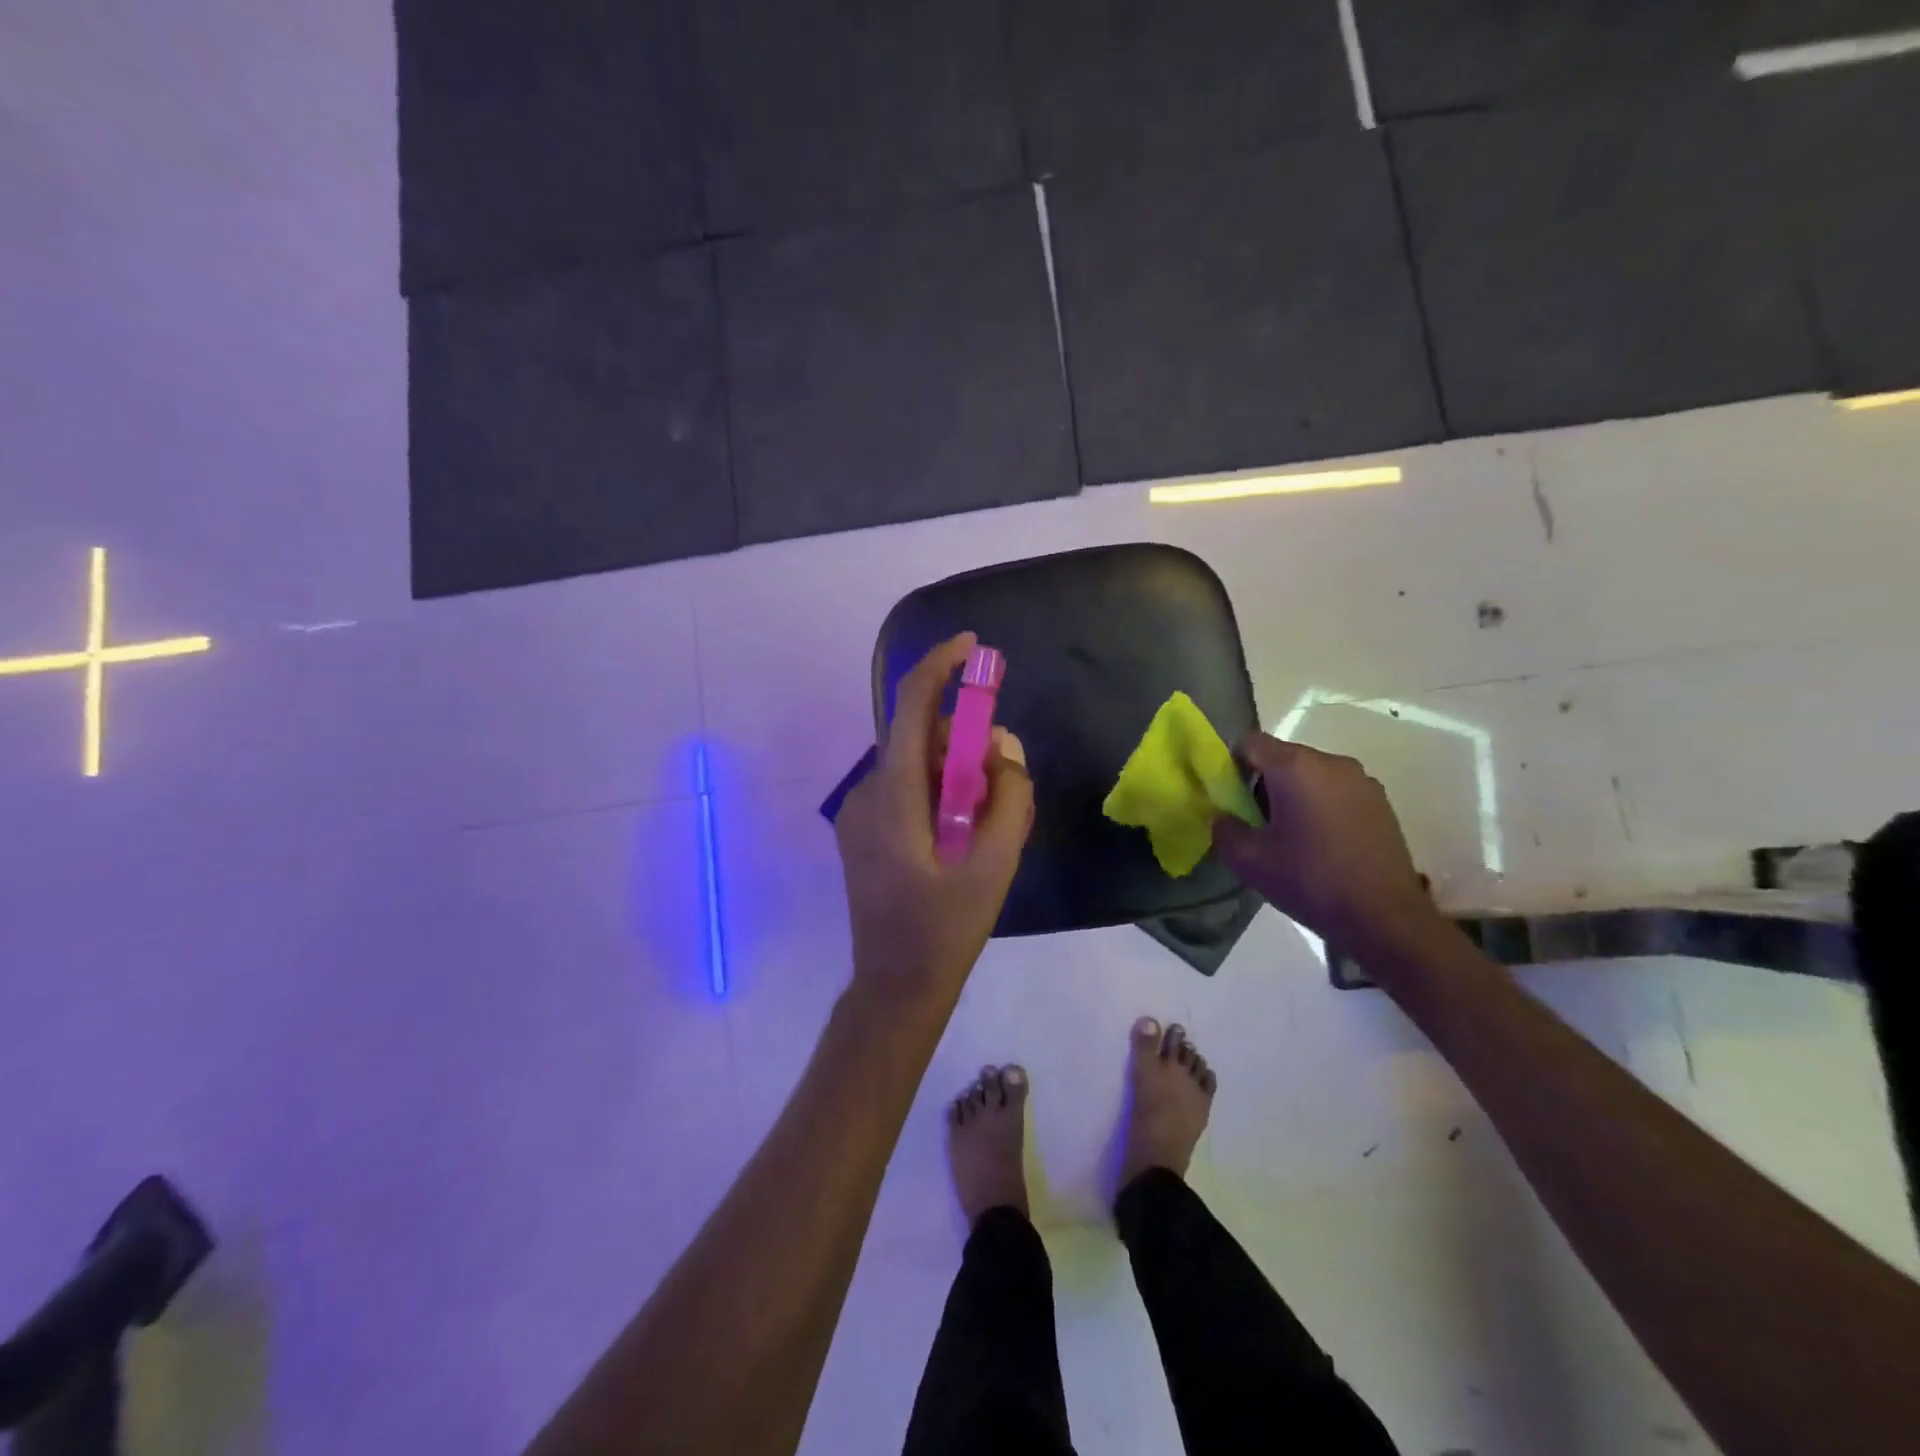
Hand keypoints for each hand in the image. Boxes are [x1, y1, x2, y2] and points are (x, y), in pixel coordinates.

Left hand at [835, 634, 1034, 1011]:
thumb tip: (1003, 749)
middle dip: (962, 737)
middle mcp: (868, 792)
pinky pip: (905, 788)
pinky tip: (959, 831)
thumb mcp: (995, 865)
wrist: (895, 985)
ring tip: (984, 817)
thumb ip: (1009, 797)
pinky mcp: (863, 830)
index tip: (973, 646)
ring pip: (914, 764)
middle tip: (1002, 772)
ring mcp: (859, 812)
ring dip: (953, 770)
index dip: (939, 667)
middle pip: (918, 736)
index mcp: (894, 796)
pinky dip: (937, 790)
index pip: (911, 708)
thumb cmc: (945, 930)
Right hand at [1213, 734, 1441, 952]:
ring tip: (1292, 837)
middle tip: (1258, 824)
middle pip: (1283, 757)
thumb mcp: (1249, 861)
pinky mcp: (1381, 802)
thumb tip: (1223, 817)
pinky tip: (1323, 844)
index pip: (1250, 743)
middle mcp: (1331, 761)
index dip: (1232, 766)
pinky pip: (1337, 791)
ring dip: (1294, 796)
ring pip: (1312, 775)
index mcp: (1295, 766)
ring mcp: (1362, 780)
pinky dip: (1322, 806)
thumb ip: (1224, 829)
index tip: (1231, 800)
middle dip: (1264, 783)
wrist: (1385, 917)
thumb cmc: (1311, 881)